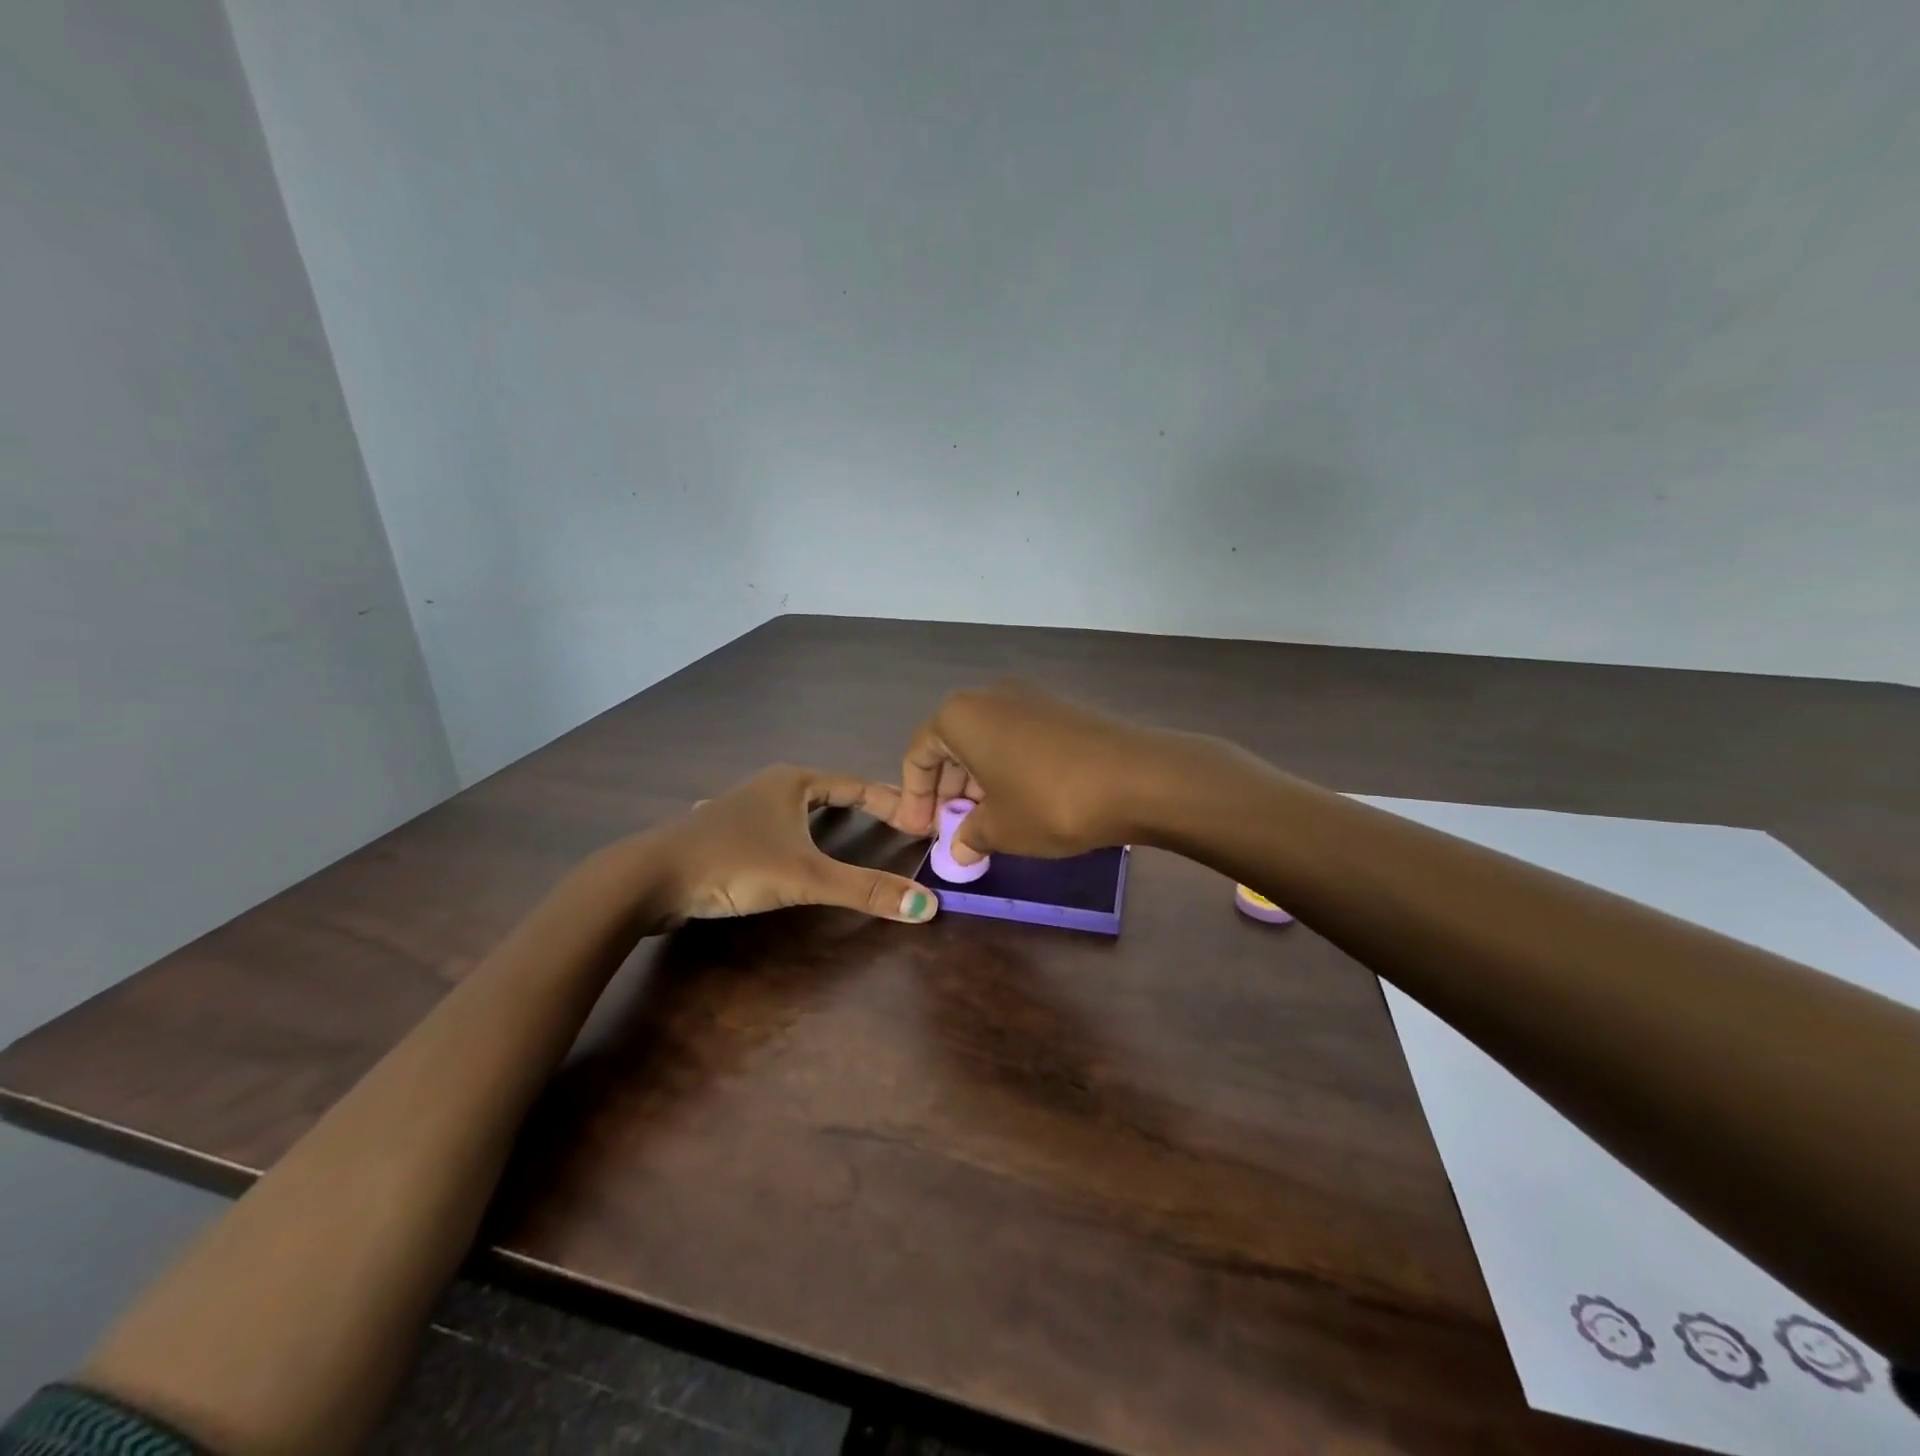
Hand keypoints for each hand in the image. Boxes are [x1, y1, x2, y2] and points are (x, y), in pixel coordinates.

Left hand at [650, 764, 935, 924]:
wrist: (648, 878)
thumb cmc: (733, 864)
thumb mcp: (805, 878)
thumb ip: (864, 890)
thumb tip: (926, 907)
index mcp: (793, 782)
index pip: (856, 785)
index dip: (891, 800)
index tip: (920, 815)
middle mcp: (768, 786)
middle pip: (827, 791)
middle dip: (860, 803)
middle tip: (892, 820)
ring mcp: (739, 807)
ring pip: (793, 807)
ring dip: (820, 815)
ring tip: (845, 825)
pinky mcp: (719, 833)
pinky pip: (768, 826)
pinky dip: (786, 831)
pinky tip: (773, 838)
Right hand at [895, 678, 1167, 864]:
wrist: (1139, 779)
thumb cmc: (1049, 801)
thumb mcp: (1000, 828)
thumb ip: (969, 836)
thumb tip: (959, 849)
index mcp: (960, 716)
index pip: (919, 754)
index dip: (914, 797)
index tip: (921, 832)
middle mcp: (990, 696)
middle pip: (952, 744)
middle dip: (947, 790)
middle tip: (951, 831)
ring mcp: (1030, 698)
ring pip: (986, 742)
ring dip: (977, 783)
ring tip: (985, 824)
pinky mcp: (1062, 711)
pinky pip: (1017, 740)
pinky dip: (1007, 770)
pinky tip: (1019, 804)